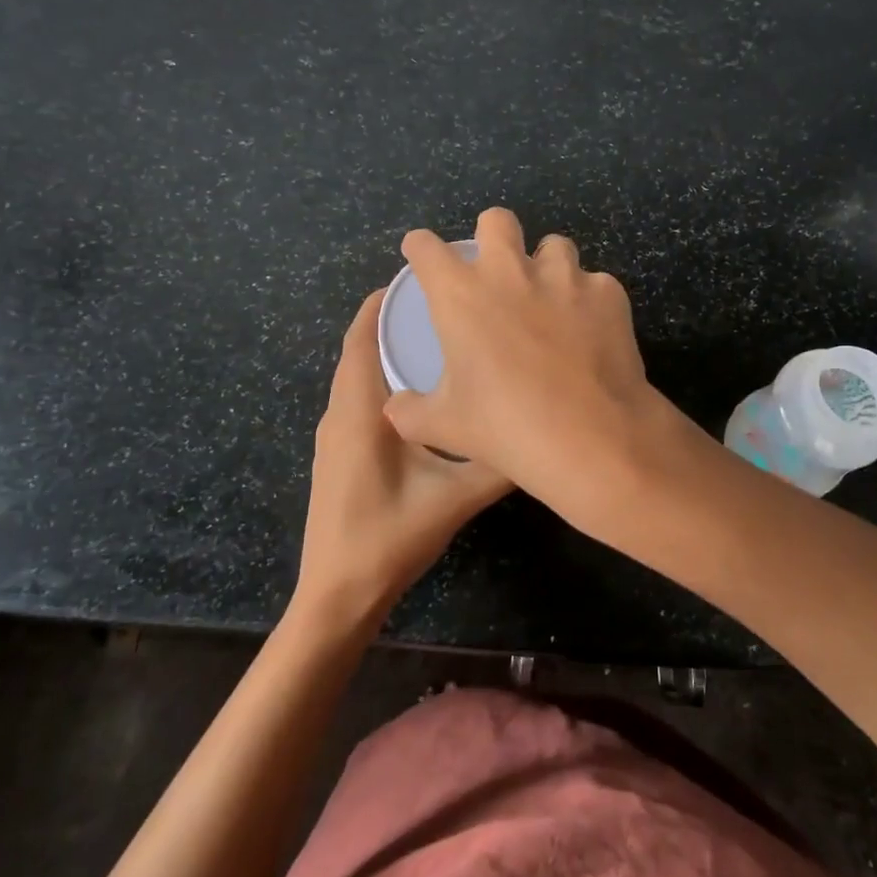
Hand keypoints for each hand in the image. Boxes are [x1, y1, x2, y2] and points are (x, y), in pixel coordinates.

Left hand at [295, 291, 511, 627]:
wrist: (337, 596)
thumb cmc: (388, 538)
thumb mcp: (454, 498)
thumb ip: (498, 463)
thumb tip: (541, 432)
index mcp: (358, 410)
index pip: (362, 337)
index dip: (383, 303)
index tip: (422, 281)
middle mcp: (340, 413)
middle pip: (361, 351)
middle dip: (394, 323)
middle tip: (447, 307)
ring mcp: (336, 436)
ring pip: (360, 377)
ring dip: (389, 353)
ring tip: (441, 341)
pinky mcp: (340, 455)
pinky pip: (361, 401)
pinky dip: (387, 383)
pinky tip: (426, 397)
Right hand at [381, 208, 668, 498]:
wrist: (592, 437)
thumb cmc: (506, 428)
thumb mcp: (445, 427)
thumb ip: (411, 412)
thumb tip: (397, 408)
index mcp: (461, 295)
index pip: (427, 248)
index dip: (420, 247)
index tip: (421, 253)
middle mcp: (511, 272)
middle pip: (496, 220)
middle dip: (492, 235)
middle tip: (495, 269)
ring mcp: (565, 277)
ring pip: (554, 246)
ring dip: (546, 267)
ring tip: (550, 301)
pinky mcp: (608, 293)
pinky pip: (594, 284)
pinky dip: (589, 302)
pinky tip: (591, 332)